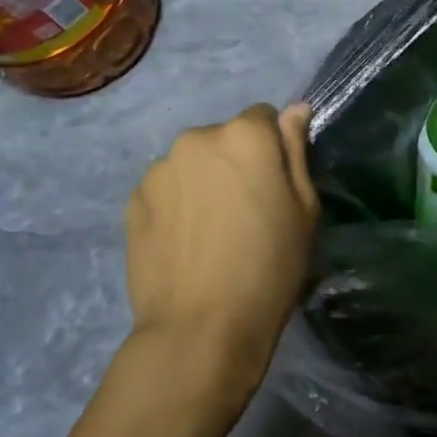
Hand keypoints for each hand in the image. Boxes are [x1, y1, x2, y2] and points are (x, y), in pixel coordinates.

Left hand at [117, 103, 318, 410]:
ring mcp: (158, 170)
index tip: (277, 185)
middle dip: (236, 162)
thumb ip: (296, 151)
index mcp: (244, 136)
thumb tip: (295, 109)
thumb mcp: (304, 209)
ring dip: (203, 182)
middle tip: (247, 211)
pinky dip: (177, 205)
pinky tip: (186, 243)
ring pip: (192, 164)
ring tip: (212, 232)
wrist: (201, 326)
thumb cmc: (270, 266)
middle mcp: (195, 139)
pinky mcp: (132, 201)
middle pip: (224, 138)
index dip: (275, 149)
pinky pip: (165, 190)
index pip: (265, 117)